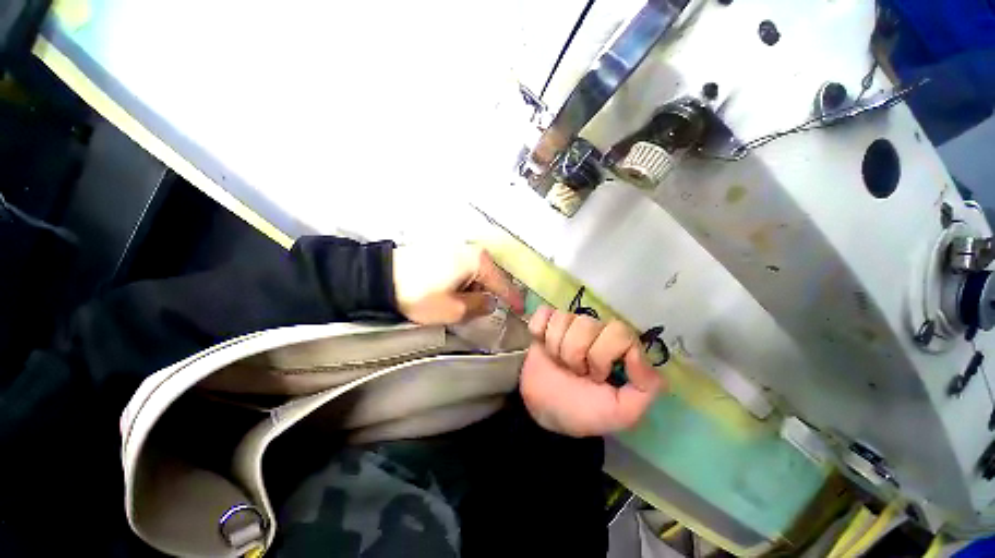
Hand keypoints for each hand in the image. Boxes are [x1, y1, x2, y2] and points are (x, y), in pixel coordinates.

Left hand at [392, 243, 524, 324]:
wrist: (381, 278)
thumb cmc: (420, 295)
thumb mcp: (453, 309)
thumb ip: (479, 306)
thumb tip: (490, 302)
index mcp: (478, 262)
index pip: (503, 283)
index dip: (513, 298)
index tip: (521, 309)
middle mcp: (471, 250)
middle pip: (490, 276)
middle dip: (489, 294)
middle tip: (485, 311)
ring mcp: (457, 247)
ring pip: (476, 272)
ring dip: (474, 288)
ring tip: (461, 302)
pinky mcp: (444, 249)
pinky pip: (463, 267)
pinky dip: (464, 281)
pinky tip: (452, 290)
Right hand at [521, 306, 663, 436]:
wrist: (541, 409)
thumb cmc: (581, 410)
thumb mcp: (621, 412)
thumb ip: (645, 388)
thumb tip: (639, 355)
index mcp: (617, 347)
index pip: (618, 332)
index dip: (603, 355)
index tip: (596, 376)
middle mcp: (595, 330)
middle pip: (586, 324)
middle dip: (575, 354)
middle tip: (575, 371)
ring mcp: (568, 324)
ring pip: (562, 318)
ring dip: (555, 347)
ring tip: (558, 362)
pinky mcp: (544, 322)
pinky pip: (543, 313)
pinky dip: (538, 330)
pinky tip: (541, 344)